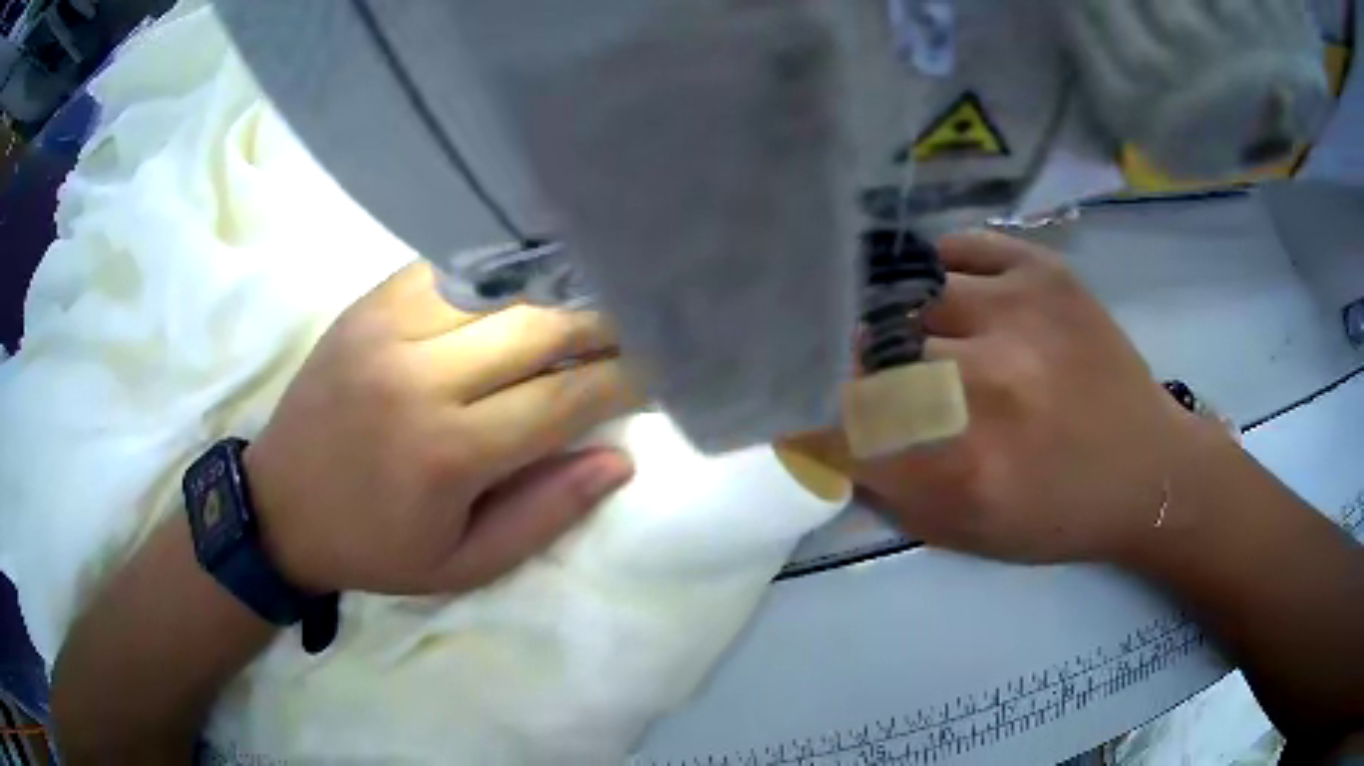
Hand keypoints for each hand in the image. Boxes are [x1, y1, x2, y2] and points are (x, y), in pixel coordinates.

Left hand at [244, 262, 641, 594]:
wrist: (280, 506)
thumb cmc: (374, 546)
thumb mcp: (462, 564)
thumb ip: (544, 514)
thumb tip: (616, 460)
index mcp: (447, 452)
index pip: (562, 397)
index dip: (623, 378)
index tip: (661, 366)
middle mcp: (420, 376)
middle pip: (538, 326)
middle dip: (603, 321)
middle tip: (640, 320)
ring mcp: (387, 328)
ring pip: (498, 285)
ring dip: (555, 287)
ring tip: (593, 291)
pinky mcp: (367, 305)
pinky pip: (448, 267)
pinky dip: (498, 268)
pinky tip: (527, 274)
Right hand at [844, 232, 1226, 563]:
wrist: (1149, 470)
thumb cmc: (1058, 515)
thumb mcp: (966, 532)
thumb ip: (888, 492)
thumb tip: (828, 442)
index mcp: (965, 463)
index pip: (845, 423)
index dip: (820, 419)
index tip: (823, 423)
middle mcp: (987, 380)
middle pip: (871, 353)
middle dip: (860, 372)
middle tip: (876, 383)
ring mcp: (1017, 311)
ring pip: (908, 296)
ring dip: (900, 324)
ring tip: (919, 341)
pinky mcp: (1043, 272)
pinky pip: (956, 248)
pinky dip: (938, 272)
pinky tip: (951, 299)